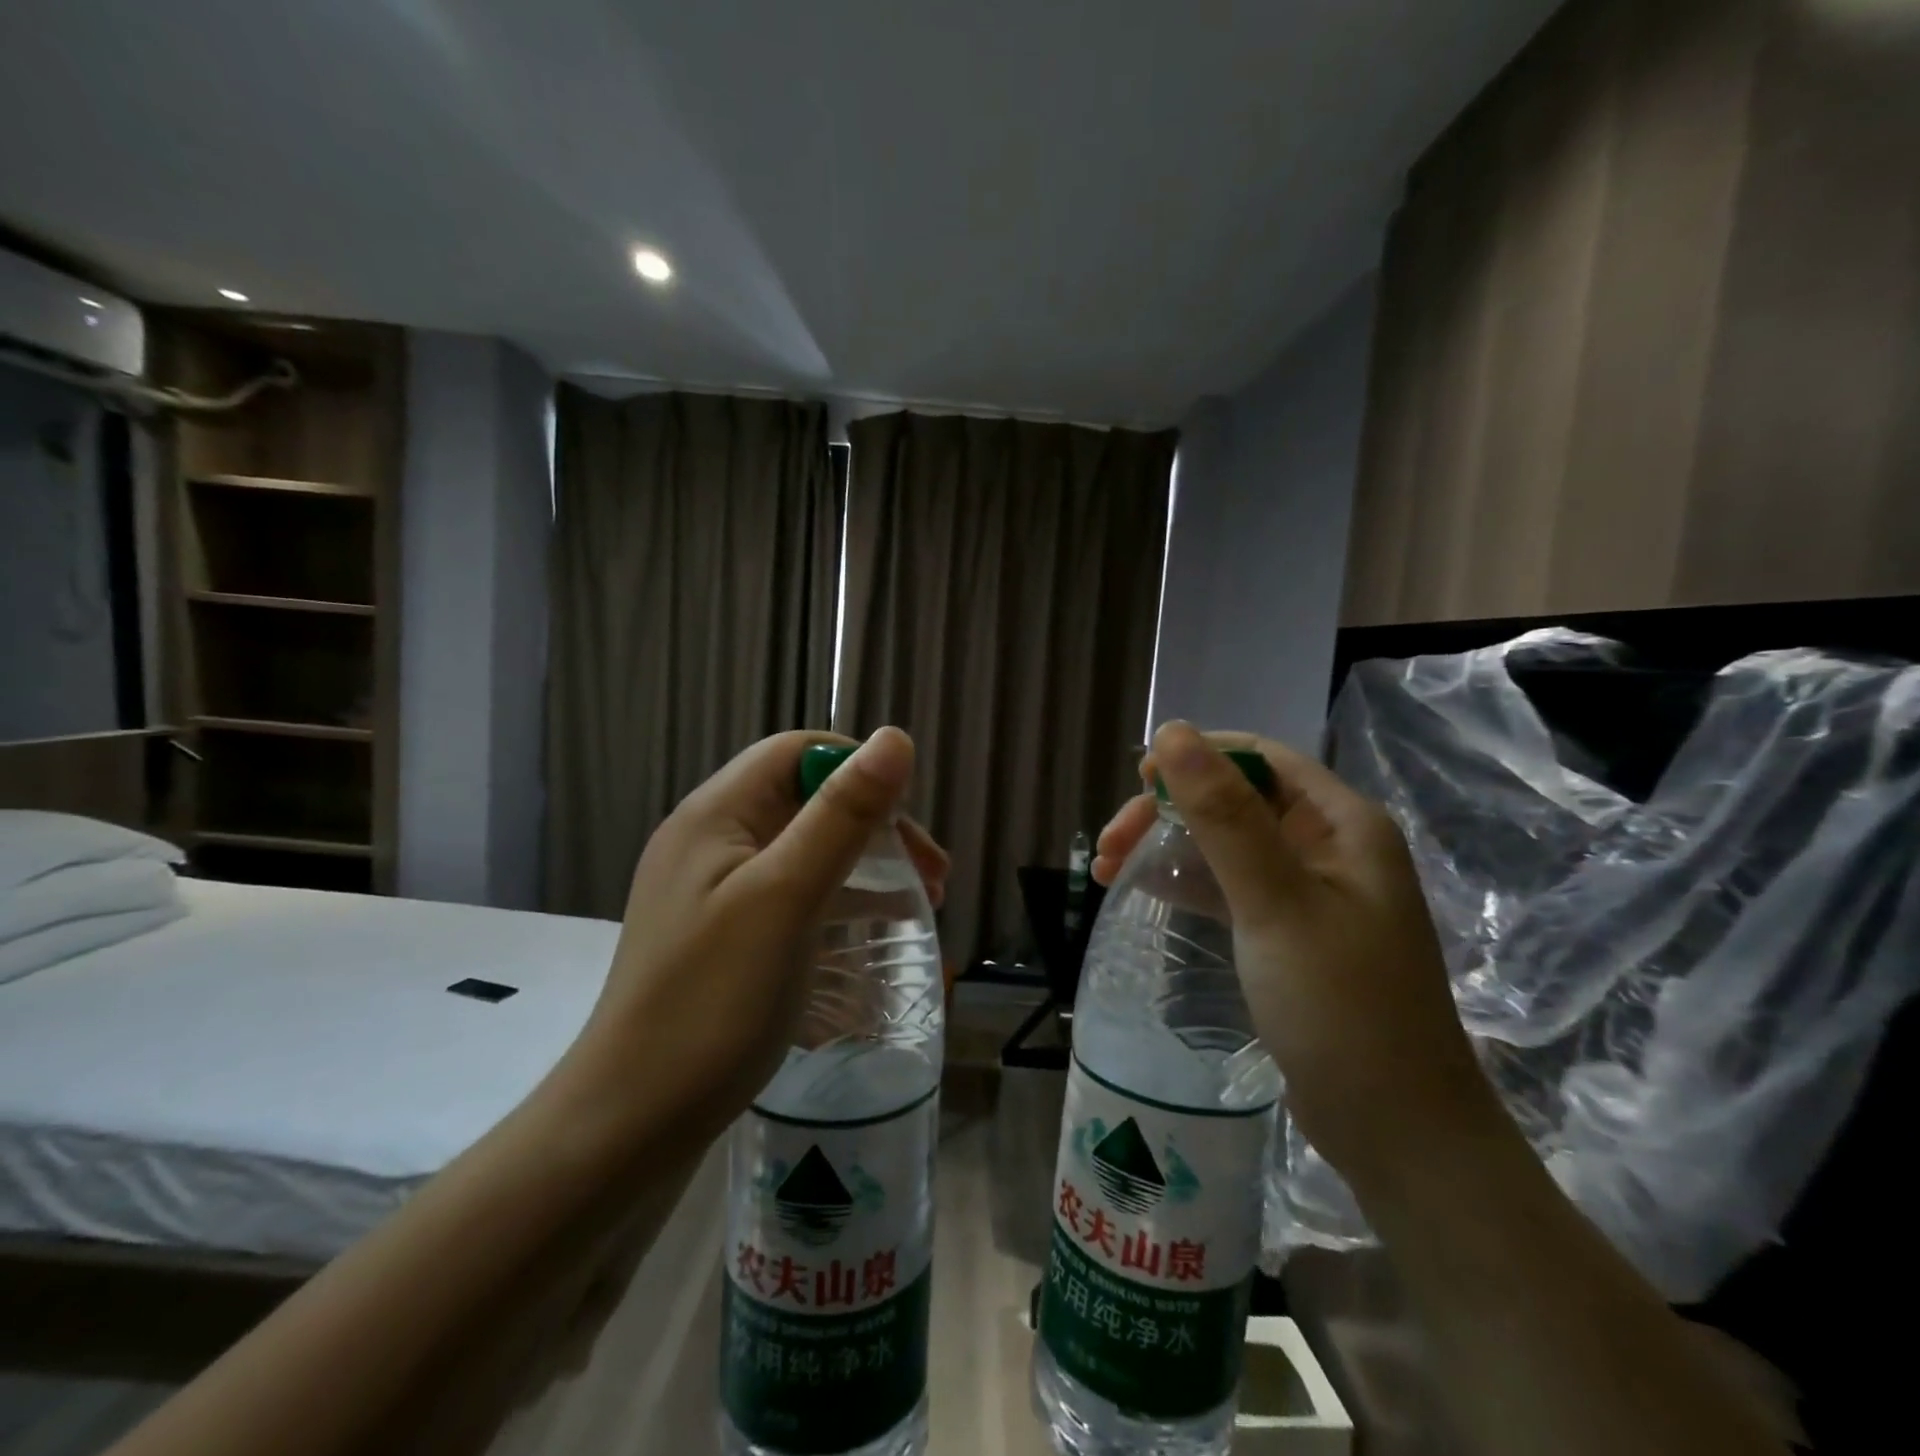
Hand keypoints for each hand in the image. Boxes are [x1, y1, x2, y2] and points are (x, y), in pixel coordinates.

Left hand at [571, 727, 946, 1141]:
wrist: (631, 1125)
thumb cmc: (713, 1002)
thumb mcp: (786, 897)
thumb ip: (841, 816)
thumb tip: (896, 738)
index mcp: (716, 814)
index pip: (798, 753)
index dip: (858, 769)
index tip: (908, 821)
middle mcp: (712, 840)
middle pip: (806, 801)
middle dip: (874, 825)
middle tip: (932, 873)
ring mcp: (716, 890)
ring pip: (806, 849)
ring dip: (866, 863)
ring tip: (923, 900)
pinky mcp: (727, 934)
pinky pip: (795, 894)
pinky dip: (841, 900)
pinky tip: (878, 929)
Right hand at [1097, 722, 1501, 1192]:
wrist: (1396, 1131)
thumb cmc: (1341, 1006)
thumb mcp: (1275, 902)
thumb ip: (1224, 815)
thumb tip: (1172, 732)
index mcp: (1342, 824)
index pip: (1260, 759)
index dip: (1198, 757)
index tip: (1137, 781)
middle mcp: (1328, 847)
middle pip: (1235, 801)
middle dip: (1169, 812)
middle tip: (1110, 846)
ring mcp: (1307, 893)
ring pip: (1225, 845)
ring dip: (1167, 847)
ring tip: (1108, 869)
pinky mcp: (1286, 933)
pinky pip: (1227, 887)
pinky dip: (1185, 883)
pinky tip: (1143, 890)